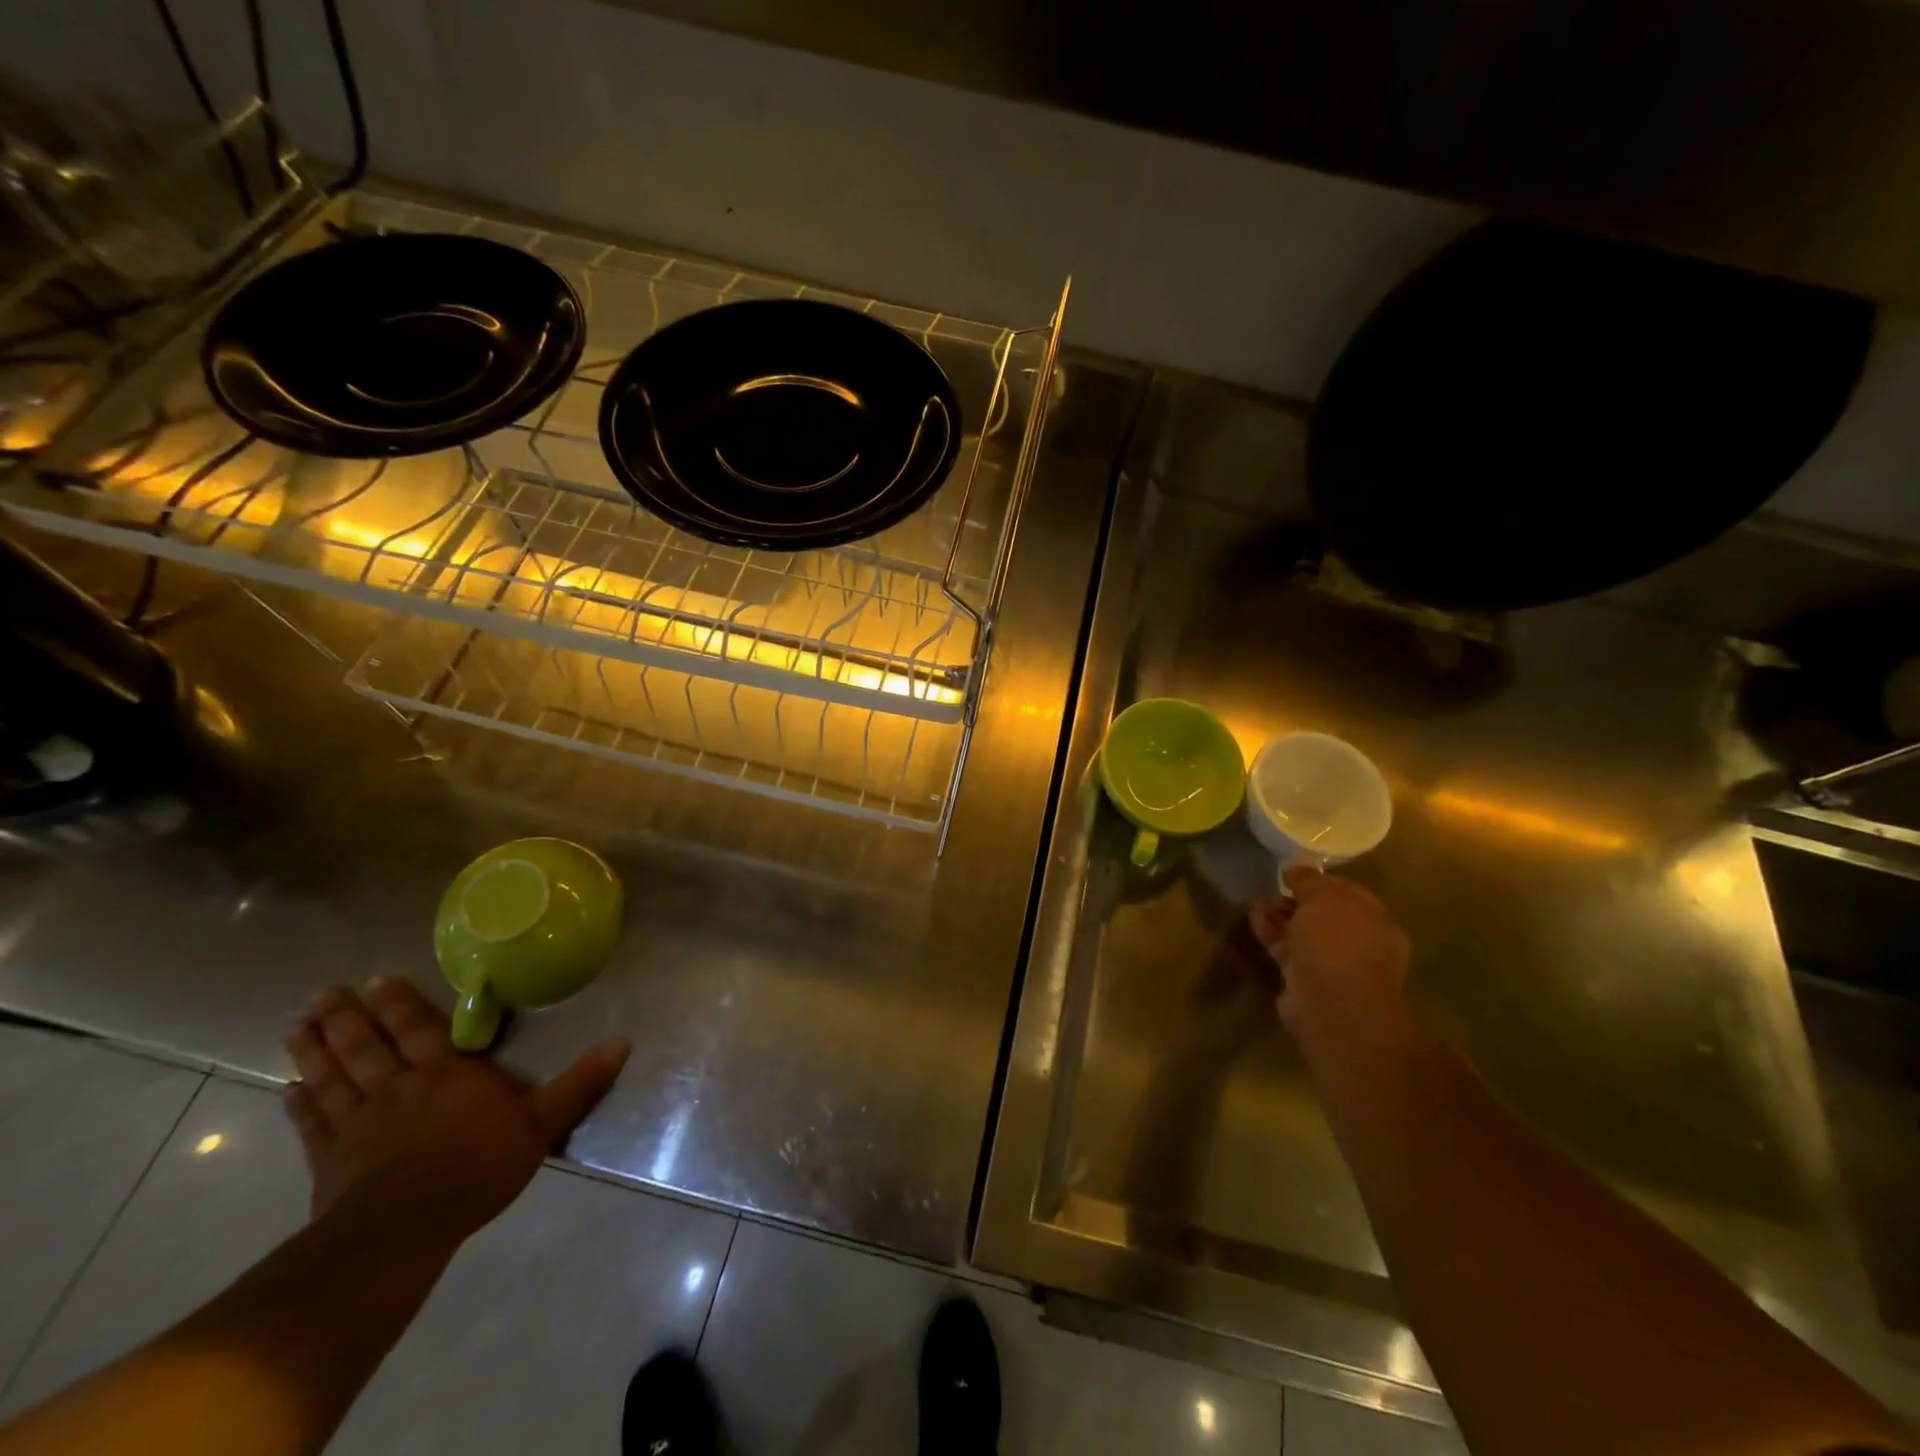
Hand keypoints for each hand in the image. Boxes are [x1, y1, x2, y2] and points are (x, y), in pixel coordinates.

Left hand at [282, 978, 629, 1244]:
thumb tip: (623, 1041)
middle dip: (347, 1018)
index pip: (421, 1029)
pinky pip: (313, 1125)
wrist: (405, 1228)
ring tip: (296, 1023)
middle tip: (321, 993)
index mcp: (447, 1074)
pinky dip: (299, 1106)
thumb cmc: (478, 1167)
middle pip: (368, 1046)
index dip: (400, 1003)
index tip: (376, 978)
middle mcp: (398, 1087)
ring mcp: (359, 1123)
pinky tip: (287, 1089)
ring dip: (314, 1049)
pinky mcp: (331, 1160)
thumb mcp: (543, 1123)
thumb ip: (579, 1083)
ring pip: (333, 1077)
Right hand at [1249, 865, 1413, 1058]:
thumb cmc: (1339, 942)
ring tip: (1258, 901)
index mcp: (1377, 923)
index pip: (1349, 896)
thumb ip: (1310, 881)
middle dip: (1297, 900)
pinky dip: (1271, 934)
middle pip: (1324, 916)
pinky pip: (1286, 951)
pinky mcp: (1305, 981)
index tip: (1295, 874)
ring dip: (1280, 916)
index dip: (1321, 882)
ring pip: (1303, 934)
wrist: (1332, 1003)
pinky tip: (1255, 918)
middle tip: (1274, 887)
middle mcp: (1359, 945)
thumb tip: (1296, 871)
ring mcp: (1332, 966)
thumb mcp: (1325, 897)